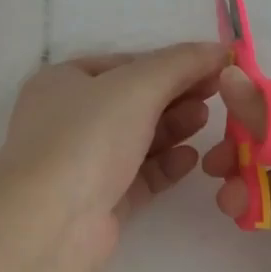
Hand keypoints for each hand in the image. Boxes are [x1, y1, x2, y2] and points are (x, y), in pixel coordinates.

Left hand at [0, 43, 227, 267]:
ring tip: (205, 120)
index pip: (123, 64)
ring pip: (136, 138)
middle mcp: (68, 119)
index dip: (168, 62)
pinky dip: (165, 164)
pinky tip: (191, 159)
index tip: (211, 66)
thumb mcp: (136, 86)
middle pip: (132, 101)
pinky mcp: (99, 201)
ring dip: (172, 127)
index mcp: (63, 82)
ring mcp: (82, 162)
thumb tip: (219, 48)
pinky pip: (138, 175)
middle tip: (216, 94)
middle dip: (174, 94)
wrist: (51, 222)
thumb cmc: (87, 137)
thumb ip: (180, 63)